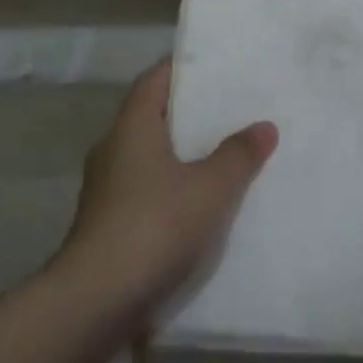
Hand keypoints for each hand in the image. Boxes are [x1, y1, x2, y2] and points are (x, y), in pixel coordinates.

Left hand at [55, 60, 278, 325]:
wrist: (98, 296)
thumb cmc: (155, 224)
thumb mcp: (210, 188)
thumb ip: (238, 155)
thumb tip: (264, 126)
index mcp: (132, 126)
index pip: (153, 80)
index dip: (179, 69)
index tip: (209, 65)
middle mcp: (112, 148)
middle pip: (150, 116)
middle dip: (185, 112)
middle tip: (226, 109)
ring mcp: (105, 186)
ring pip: (145, 155)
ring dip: (176, 153)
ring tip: (218, 155)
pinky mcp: (106, 221)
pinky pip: (142, 188)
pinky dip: (167, 186)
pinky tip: (195, 204)